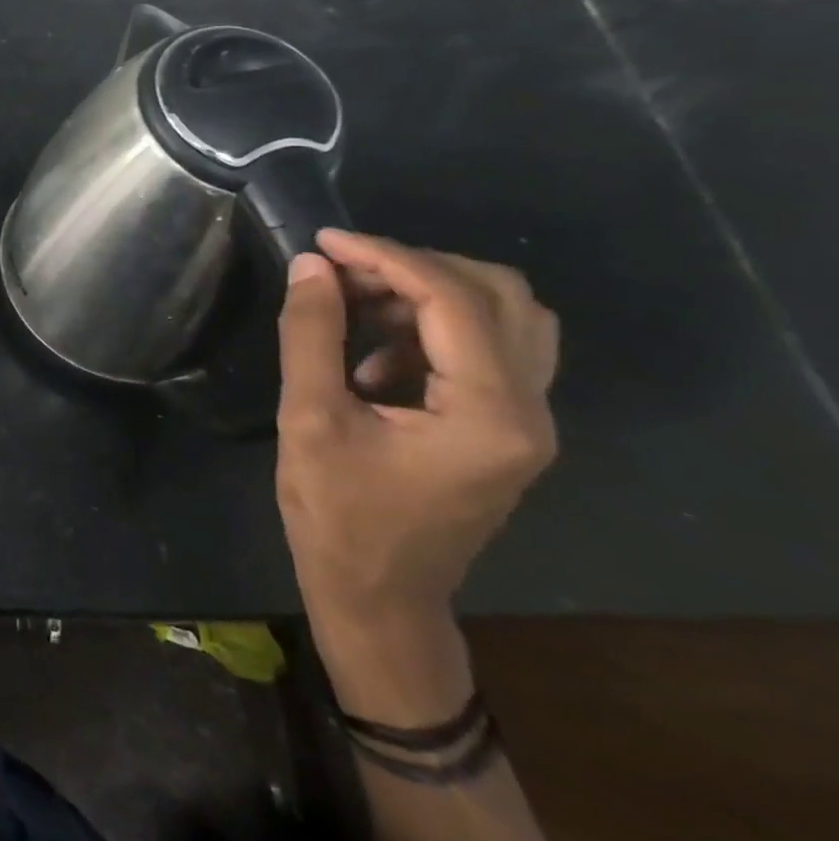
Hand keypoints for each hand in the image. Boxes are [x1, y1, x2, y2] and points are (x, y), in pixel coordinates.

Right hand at [275, 228, 558, 629]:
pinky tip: (373, 354)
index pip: (453, 300)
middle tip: (344, 270)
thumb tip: (310, 266)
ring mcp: (526, 422)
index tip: (324, 241)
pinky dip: (432, 328)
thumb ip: (311, 335)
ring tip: (355, 302)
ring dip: (429, 293)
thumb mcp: (309, 420)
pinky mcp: (506, 429)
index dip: (386, 256)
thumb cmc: (338, 518)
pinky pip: (488, 349)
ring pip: (504, 318)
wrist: (378, 599)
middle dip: (416, 267)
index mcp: (491, 414)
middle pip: (500, 296)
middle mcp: (530, 411)